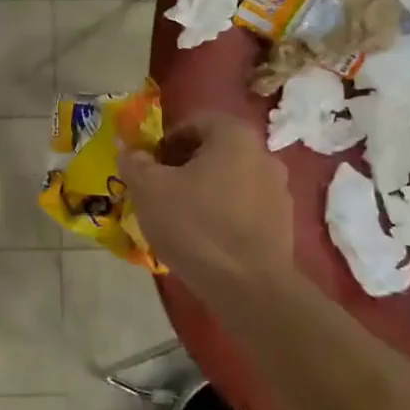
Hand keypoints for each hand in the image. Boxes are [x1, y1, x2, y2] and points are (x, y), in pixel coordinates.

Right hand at [122, 113, 294, 293]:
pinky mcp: (283, 223)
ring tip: (179, 219)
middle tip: (159, 192)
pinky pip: (244, 208)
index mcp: (234, 136)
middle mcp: (263, 154)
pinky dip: (223, 215)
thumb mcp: (148, 190)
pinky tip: (204, 240)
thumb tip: (127, 150)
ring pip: (229, 181)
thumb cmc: (195, 225)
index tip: (148, 168)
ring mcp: (278, 190)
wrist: (249, 286)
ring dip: (204, 192)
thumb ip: (134, 163)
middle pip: (213, 152)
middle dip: (183, 167)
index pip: (194, 123)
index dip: (165, 142)